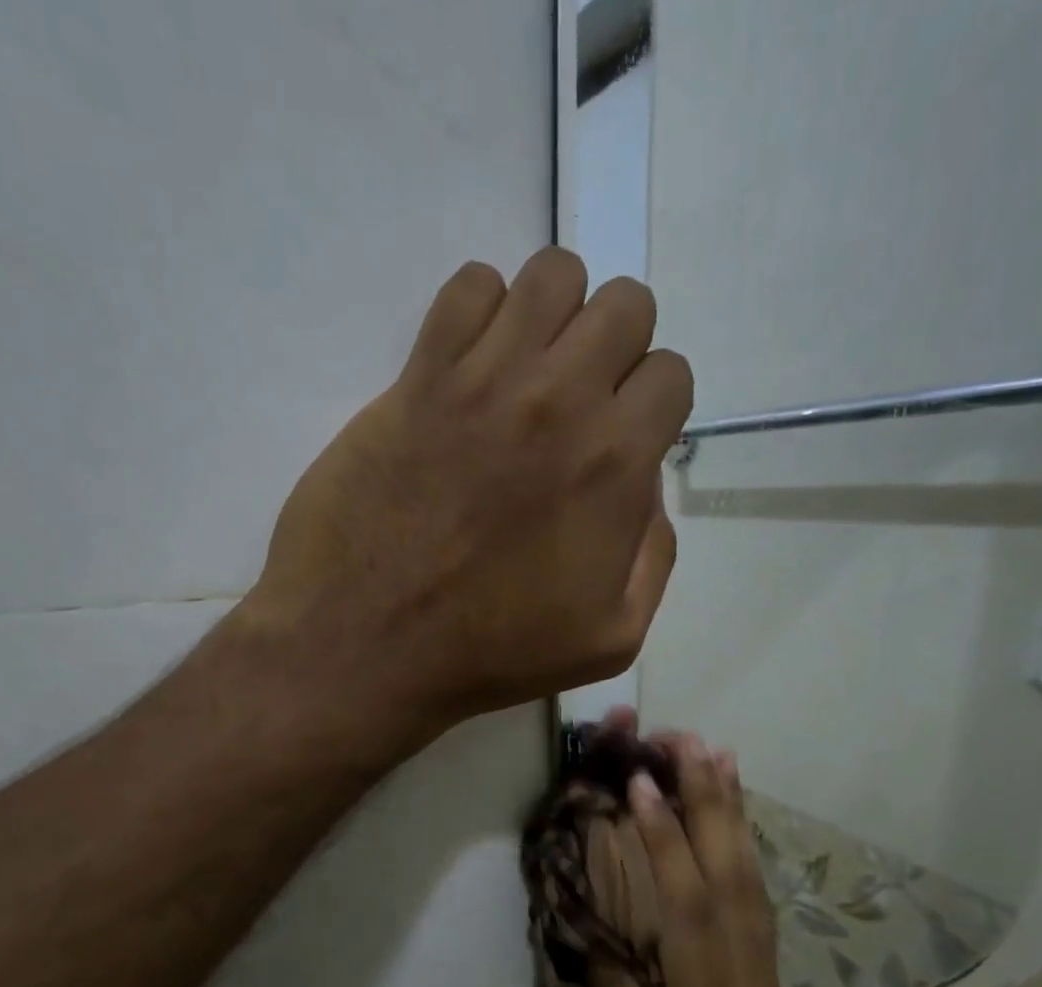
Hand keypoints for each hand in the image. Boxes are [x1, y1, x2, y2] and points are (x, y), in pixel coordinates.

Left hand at [244, 248, 692, 742]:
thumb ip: (653, 556)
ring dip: (556, 318)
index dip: (653, 407)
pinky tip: (470, 367)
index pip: (671, 375)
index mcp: (615, 466)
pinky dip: (480, 312)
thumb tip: (646, 490)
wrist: (370, 646)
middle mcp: (561, 402)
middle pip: (625, 305)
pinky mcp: (418, 376)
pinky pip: (467, 287)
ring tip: (528, 373)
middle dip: (616, 349)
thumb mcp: (612, 638)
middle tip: (580, 403)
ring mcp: (485, 380)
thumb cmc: (493, 655)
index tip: (622, 442)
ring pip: (553, 276)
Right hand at [592, 734, 817, 986]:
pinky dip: (745, 855)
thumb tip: (608, 920)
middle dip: (713, 804)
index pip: (689, 910)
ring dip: (736, 819)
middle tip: (691, 742)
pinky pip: (759, 908)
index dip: (666, 842)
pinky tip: (733, 825)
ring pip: (756, 887)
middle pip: (736, 881)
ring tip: (720, 760)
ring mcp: (768, 985)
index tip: (643, 784)